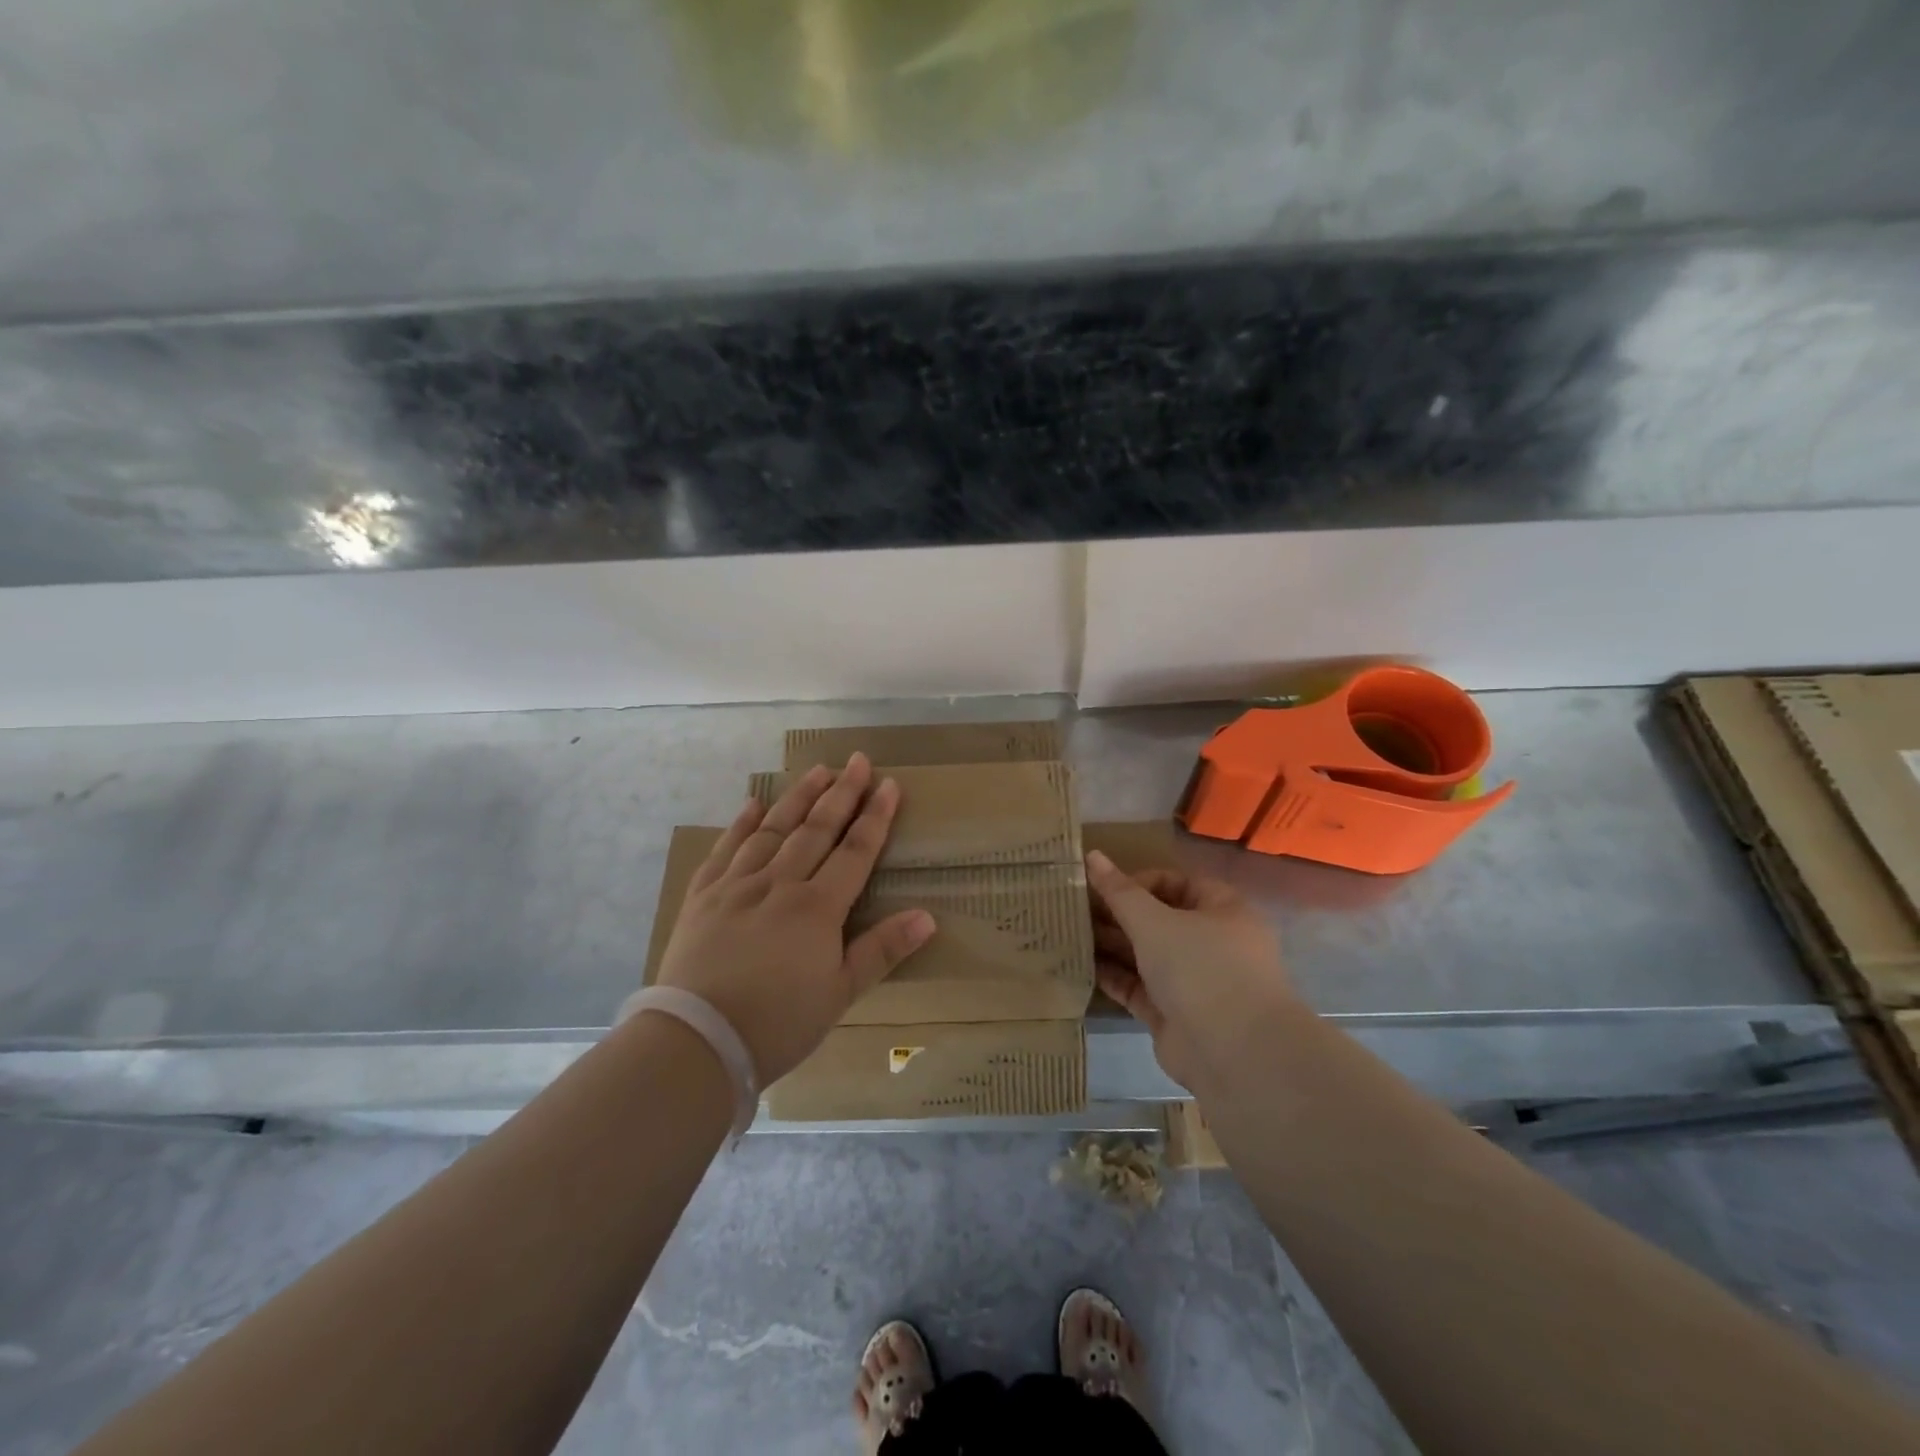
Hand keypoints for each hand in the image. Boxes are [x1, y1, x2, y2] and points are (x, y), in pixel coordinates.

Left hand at [656, 755, 935, 1084]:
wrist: (697, 1041)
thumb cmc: (778, 1023)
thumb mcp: (840, 993)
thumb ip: (882, 950)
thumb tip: (928, 917)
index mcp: (817, 907)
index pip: (855, 851)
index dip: (875, 817)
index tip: (889, 784)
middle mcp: (779, 883)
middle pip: (816, 829)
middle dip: (841, 793)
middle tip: (858, 760)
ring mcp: (737, 885)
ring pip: (773, 829)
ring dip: (798, 797)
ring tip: (817, 770)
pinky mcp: (704, 896)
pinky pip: (725, 849)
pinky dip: (741, 824)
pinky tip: (752, 803)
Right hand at [1085, 850, 1293, 1092]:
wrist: (1235, 1054)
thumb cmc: (1201, 968)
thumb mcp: (1154, 921)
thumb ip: (1120, 892)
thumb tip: (1092, 855)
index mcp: (1223, 910)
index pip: (1177, 883)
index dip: (1139, 882)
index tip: (1102, 888)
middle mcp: (1212, 943)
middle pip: (1159, 919)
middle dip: (1119, 915)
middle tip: (1076, 910)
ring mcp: (1194, 982)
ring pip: (1147, 955)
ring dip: (1112, 945)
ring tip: (1070, 934)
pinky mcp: (1175, 1015)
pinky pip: (1139, 988)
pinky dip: (1114, 977)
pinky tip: (1081, 966)